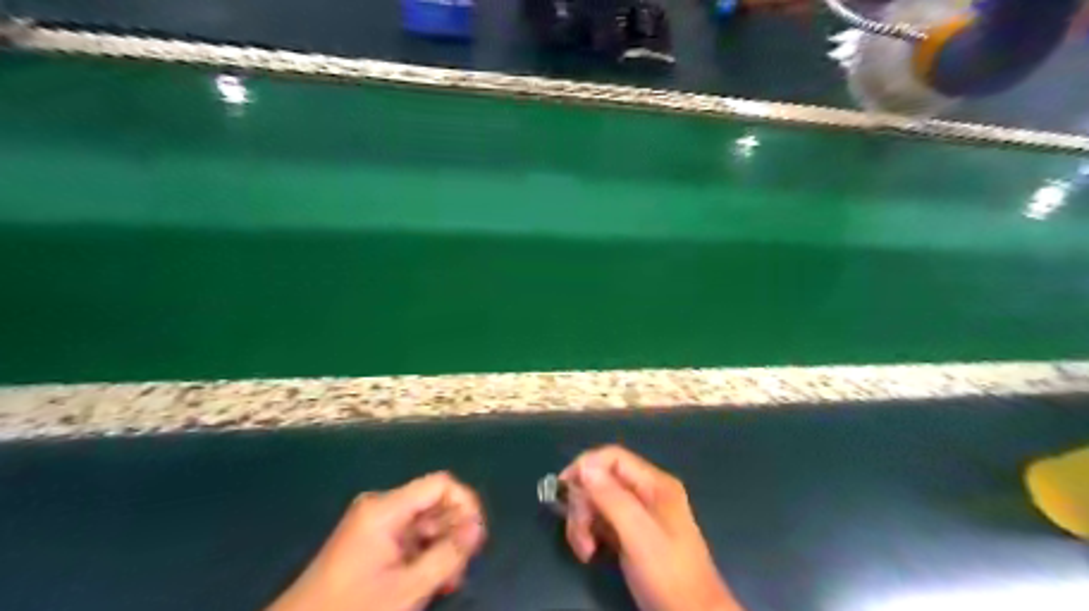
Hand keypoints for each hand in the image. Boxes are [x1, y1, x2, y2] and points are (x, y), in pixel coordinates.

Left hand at [267, 475, 484, 610]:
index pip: (441, 484)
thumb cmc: (353, 610)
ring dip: (443, 548)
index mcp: (385, 508)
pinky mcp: (372, 541)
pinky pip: (411, 537)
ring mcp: (375, 524)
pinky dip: (426, 555)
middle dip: (455, 532)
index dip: (465, 504)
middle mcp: (381, 507)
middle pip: (434, 503)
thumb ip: (447, 555)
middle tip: (462, 569)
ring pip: (426, 522)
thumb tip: (477, 528)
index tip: (477, 539)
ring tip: (448, 582)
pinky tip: (432, 581)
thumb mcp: (407, 588)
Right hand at [560, 444, 740, 610]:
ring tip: (584, 551)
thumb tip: (585, 465)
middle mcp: (645, 492)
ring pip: (596, 502)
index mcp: (654, 484)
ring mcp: (637, 514)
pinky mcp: (629, 534)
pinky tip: (589, 553)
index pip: (613, 457)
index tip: (564, 488)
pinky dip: (589, 534)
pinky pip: (600, 521)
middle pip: (601, 480)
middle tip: (580, 533)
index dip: (586, 466)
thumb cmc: (668, 573)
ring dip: (582, 523)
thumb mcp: (639, 534)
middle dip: (583, 504)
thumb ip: (612, 498)